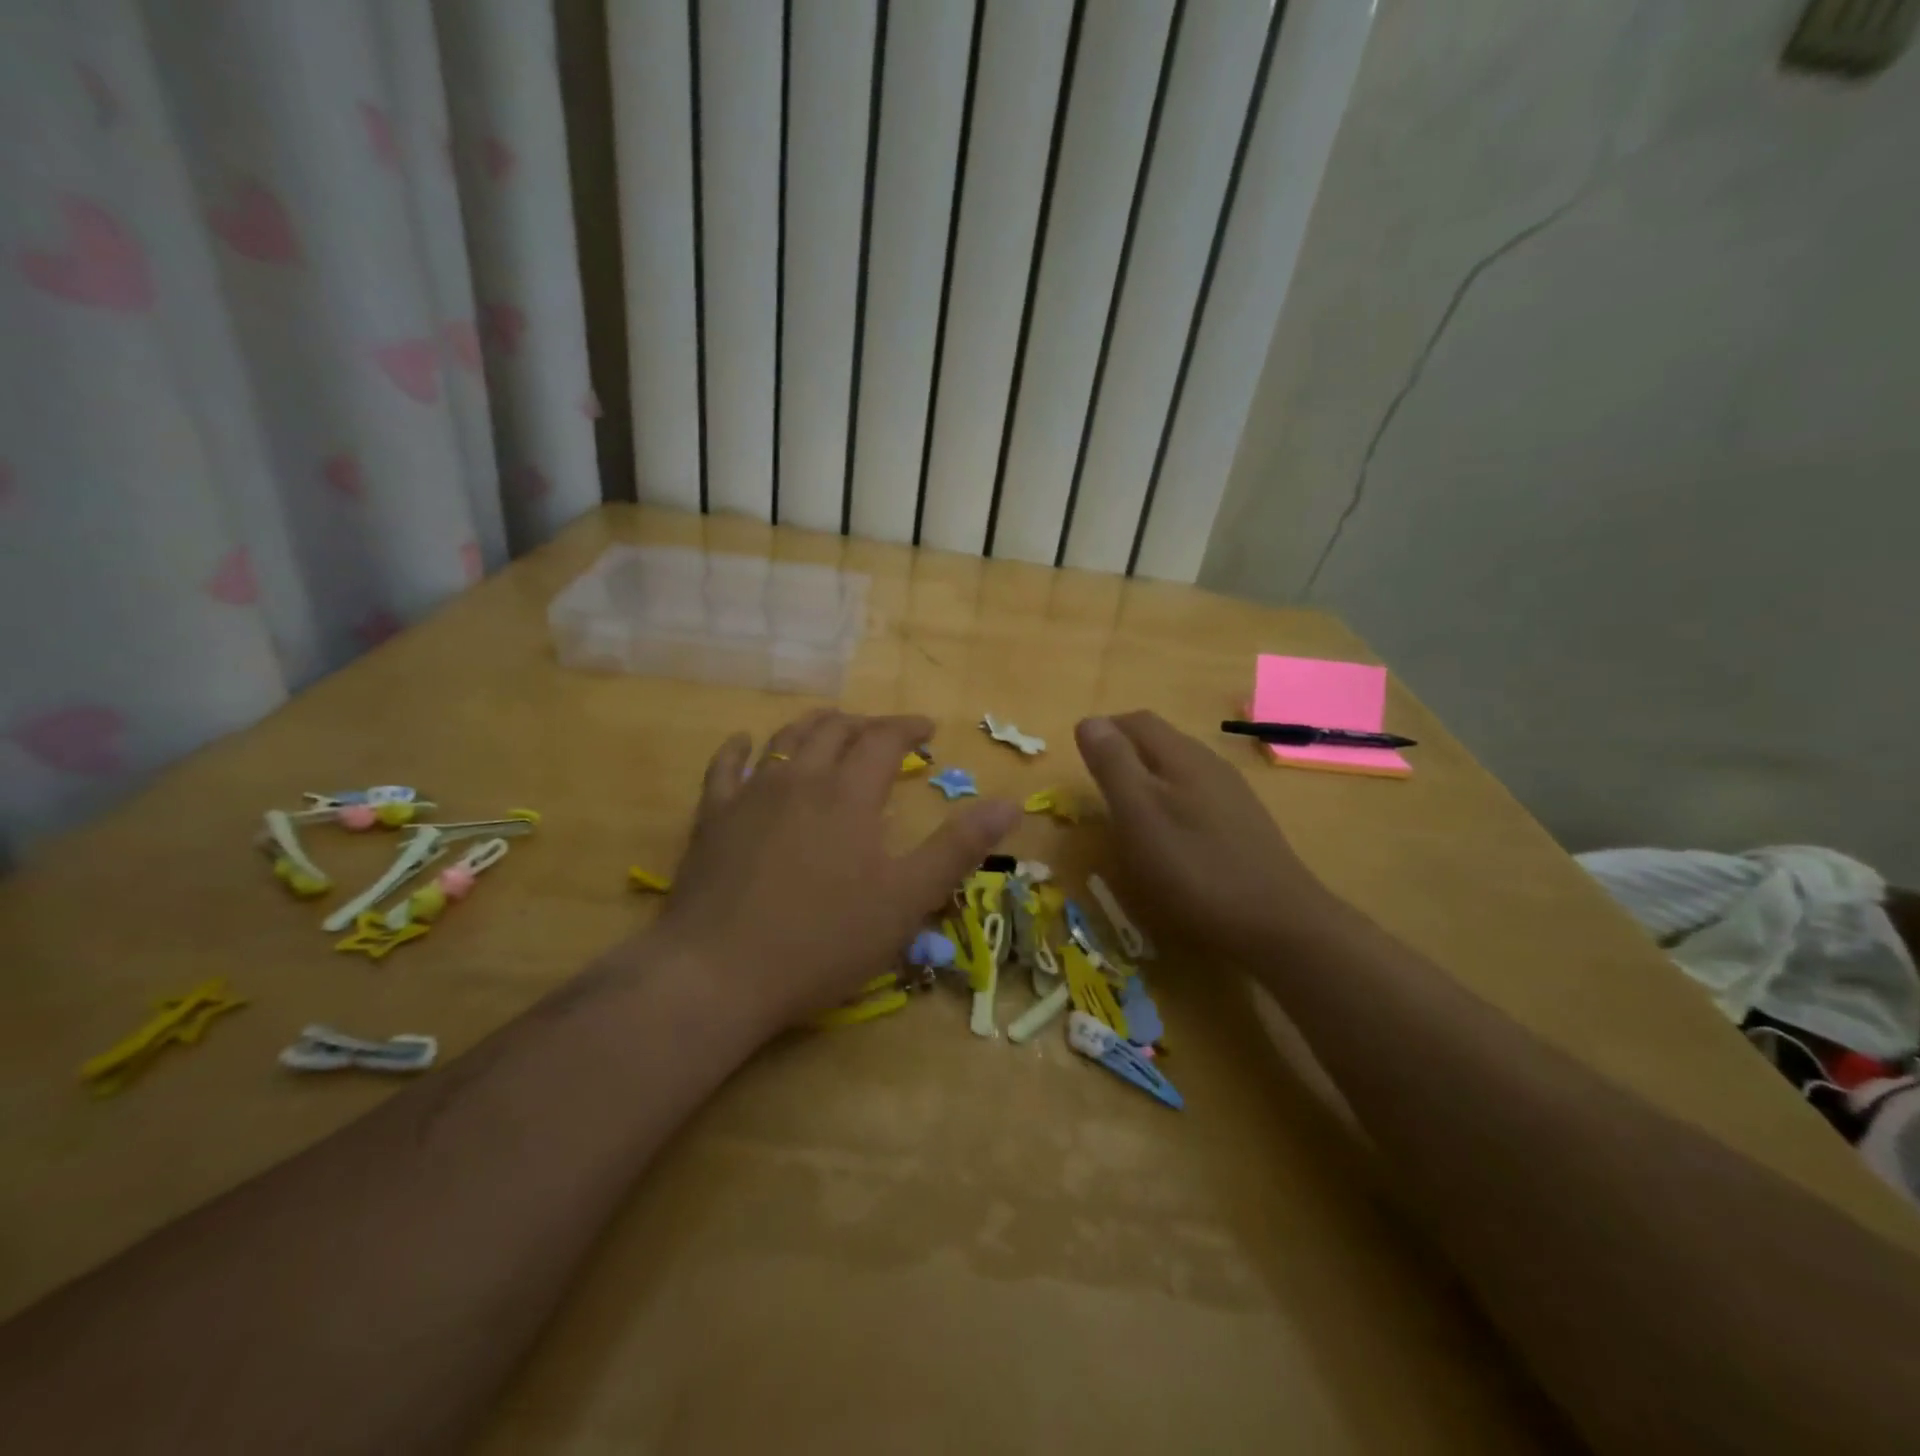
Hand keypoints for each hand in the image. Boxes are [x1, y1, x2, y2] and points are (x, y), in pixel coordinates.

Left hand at [656, 710, 1019, 1032]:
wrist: (719, 973)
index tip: (928, 730)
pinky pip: (724, 768)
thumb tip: (1009, 804)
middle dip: (864, 724)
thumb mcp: (906, 899)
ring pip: (785, 740)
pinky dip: (739, 749)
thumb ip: (958, 848)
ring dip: (813, 726)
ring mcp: (750, 795)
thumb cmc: (823, 940)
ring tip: (829, 726)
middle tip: (883, 734)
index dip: (908, 727)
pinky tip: (744, 744)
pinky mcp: (712, 818)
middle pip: (834, 730)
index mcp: (849, 793)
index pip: (884, 739)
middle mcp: (800, 779)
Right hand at [1075, 712, 1337, 959]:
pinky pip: (1197, 796)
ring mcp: (1232, 794)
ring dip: (1148, 778)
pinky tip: (1168, 836)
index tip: (1079, 759)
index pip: (1137, 721)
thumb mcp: (1138, 815)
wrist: (1278, 925)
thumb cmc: (1194, 869)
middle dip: (1125, 753)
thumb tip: (1089, 720)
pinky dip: (1171, 803)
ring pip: (1179, 769)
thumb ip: (1113, 765)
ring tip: (1126, 811)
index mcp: (1181, 755)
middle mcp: (1210, 764)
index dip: (1104, 730)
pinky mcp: (1244, 824)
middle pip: (1160, 741)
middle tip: (1096, 786)